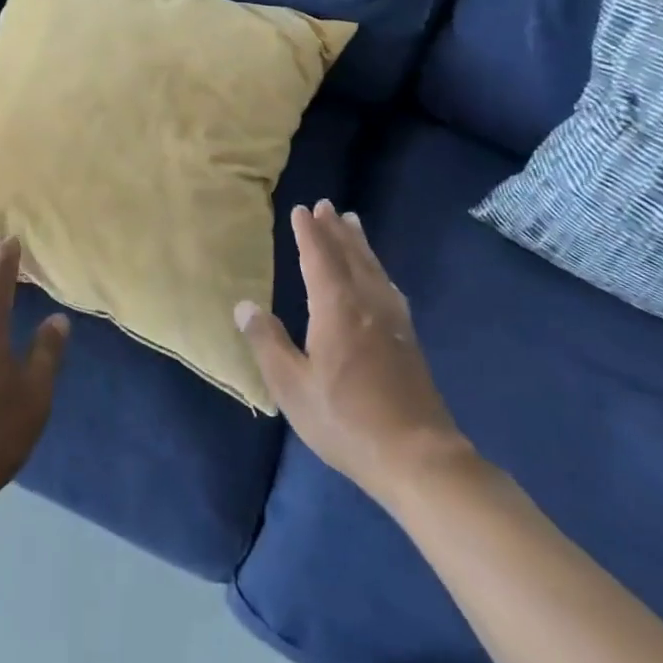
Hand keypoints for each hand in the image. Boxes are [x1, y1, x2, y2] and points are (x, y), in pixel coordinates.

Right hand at [235, 201, 470, 502]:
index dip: (310, 233)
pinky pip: (388, 286)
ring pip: (373, 268)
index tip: (302, 210)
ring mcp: (392, 321)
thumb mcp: (292, 386)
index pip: (319, 258)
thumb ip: (267, 342)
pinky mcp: (408, 339)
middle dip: (335, 230)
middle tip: (327, 205)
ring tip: (352, 223)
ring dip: (359, 244)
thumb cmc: (346, 420)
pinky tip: (380, 277)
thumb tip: (244, 305)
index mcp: (336, 308)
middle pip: (350, 255)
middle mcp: (367, 303)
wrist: (418, 457)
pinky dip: (377, 269)